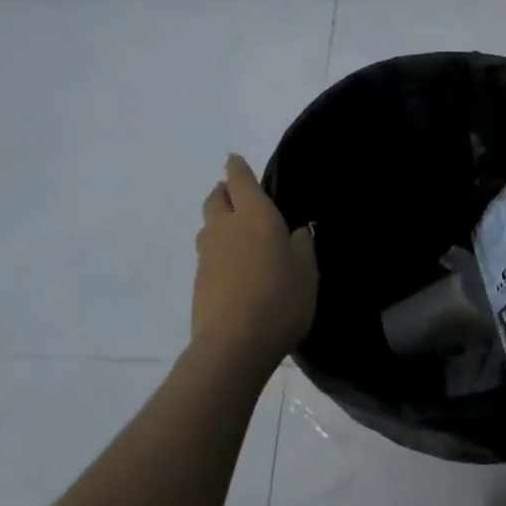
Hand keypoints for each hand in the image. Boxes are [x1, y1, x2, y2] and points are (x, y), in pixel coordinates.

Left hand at [192, 154, 317, 368]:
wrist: (233, 345)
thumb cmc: (280, 299)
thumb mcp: (307, 270)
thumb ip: (302, 245)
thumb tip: (296, 231)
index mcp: (255, 215)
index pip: (240, 179)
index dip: (237, 167)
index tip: (235, 159)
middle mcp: (225, 227)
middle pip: (215, 197)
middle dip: (223, 190)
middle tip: (236, 194)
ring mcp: (206, 254)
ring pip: (208, 225)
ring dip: (218, 220)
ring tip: (235, 231)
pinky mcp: (198, 280)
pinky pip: (207, 253)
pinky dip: (217, 250)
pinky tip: (232, 267)